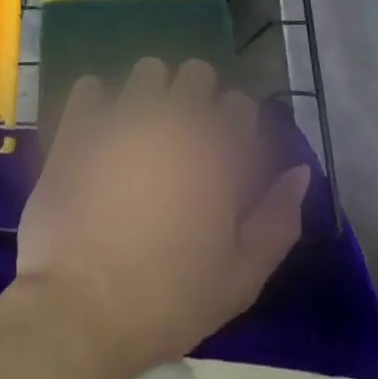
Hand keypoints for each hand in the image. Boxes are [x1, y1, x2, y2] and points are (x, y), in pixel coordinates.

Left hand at [14, 59, 309, 378]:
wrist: (81, 307)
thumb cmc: (169, 300)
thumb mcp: (241, 277)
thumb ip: (278, 219)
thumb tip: (299, 172)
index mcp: (218, 152)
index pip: (240, 105)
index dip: (236, 126)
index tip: (226, 152)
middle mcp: (174, 119)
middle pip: (196, 74)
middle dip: (197, 97)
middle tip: (186, 137)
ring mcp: (122, 116)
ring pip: (147, 71)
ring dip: (151, 91)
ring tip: (143, 129)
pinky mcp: (78, 124)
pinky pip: (90, 87)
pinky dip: (98, 101)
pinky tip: (99, 129)